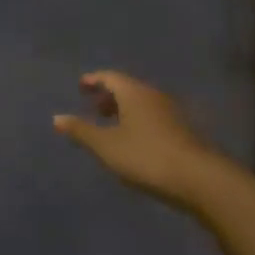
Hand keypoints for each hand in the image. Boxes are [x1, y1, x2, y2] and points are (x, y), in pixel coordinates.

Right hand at [53, 72, 230, 211]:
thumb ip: (81, 131)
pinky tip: (134, 141)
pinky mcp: (182, 130)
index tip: (81, 86)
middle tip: (93, 107)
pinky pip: (153, 116)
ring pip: (141, 103)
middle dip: (109, 96)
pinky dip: (138, 121)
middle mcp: (153, 95)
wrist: (198, 178)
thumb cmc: (146, 156)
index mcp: (133, 92)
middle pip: (127, 88)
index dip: (94, 80)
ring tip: (111, 126)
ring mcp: (171, 112)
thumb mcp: (106, 146)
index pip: (110, 77)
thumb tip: (57, 117)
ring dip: (124, 109)